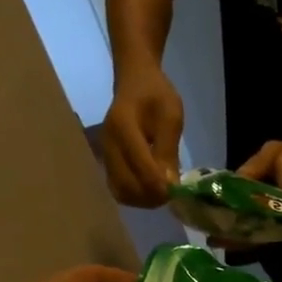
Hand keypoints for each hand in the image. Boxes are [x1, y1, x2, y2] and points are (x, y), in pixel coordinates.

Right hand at [102, 69, 183, 207]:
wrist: (135, 81)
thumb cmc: (156, 95)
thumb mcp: (171, 116)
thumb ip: (169, 150)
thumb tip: (170, 185)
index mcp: (123, 127)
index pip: (140, 167)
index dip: (160, 186)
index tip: (176, 190)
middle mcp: (109, 144)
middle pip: (127, 185)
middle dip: (151, 196)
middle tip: (170, 194)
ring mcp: (105, 154)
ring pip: (121, 191)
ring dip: (143, 200)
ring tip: (161, 193)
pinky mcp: (106, 161)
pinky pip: (118, 188)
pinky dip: (135, 196)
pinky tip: (149, 190)